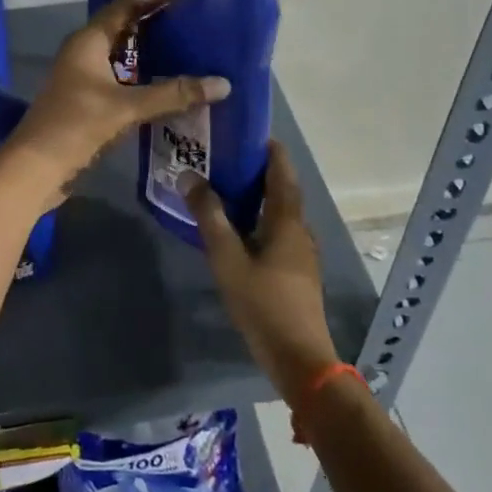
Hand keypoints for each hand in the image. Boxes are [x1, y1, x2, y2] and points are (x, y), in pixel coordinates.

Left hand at [3, 0, 229, 206]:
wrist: (35, 168)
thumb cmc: (76, 126)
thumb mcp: (126, 107)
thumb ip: (173, 94)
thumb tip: (222, 83)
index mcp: (87, 42)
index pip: (123, 7)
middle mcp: (82, 53)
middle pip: (121, 26)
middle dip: (152, 19)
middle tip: (188, 14)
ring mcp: (81, 78)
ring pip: (119, 54)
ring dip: (146, 48)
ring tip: (183, 44)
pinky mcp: (85, 101)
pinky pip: (118, 77)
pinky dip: (141, 75)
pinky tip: (164, 84)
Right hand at [184, 141, 340, 405]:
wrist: (299, 359)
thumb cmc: (263, 304)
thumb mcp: (228, 259)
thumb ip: (209, 217)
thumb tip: (189, 176)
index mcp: (287, 221)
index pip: (282, 172)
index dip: (270, 150)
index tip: (248, 132)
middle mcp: (300, 231)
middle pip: (282, 191)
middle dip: (259, 172)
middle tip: (226, 158)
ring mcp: (302, 254)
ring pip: (280, 214)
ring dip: (258, 198)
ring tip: (226, 190)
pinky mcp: (297, 274)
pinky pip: (278, 233)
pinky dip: (259, 221)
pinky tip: (238, 232)